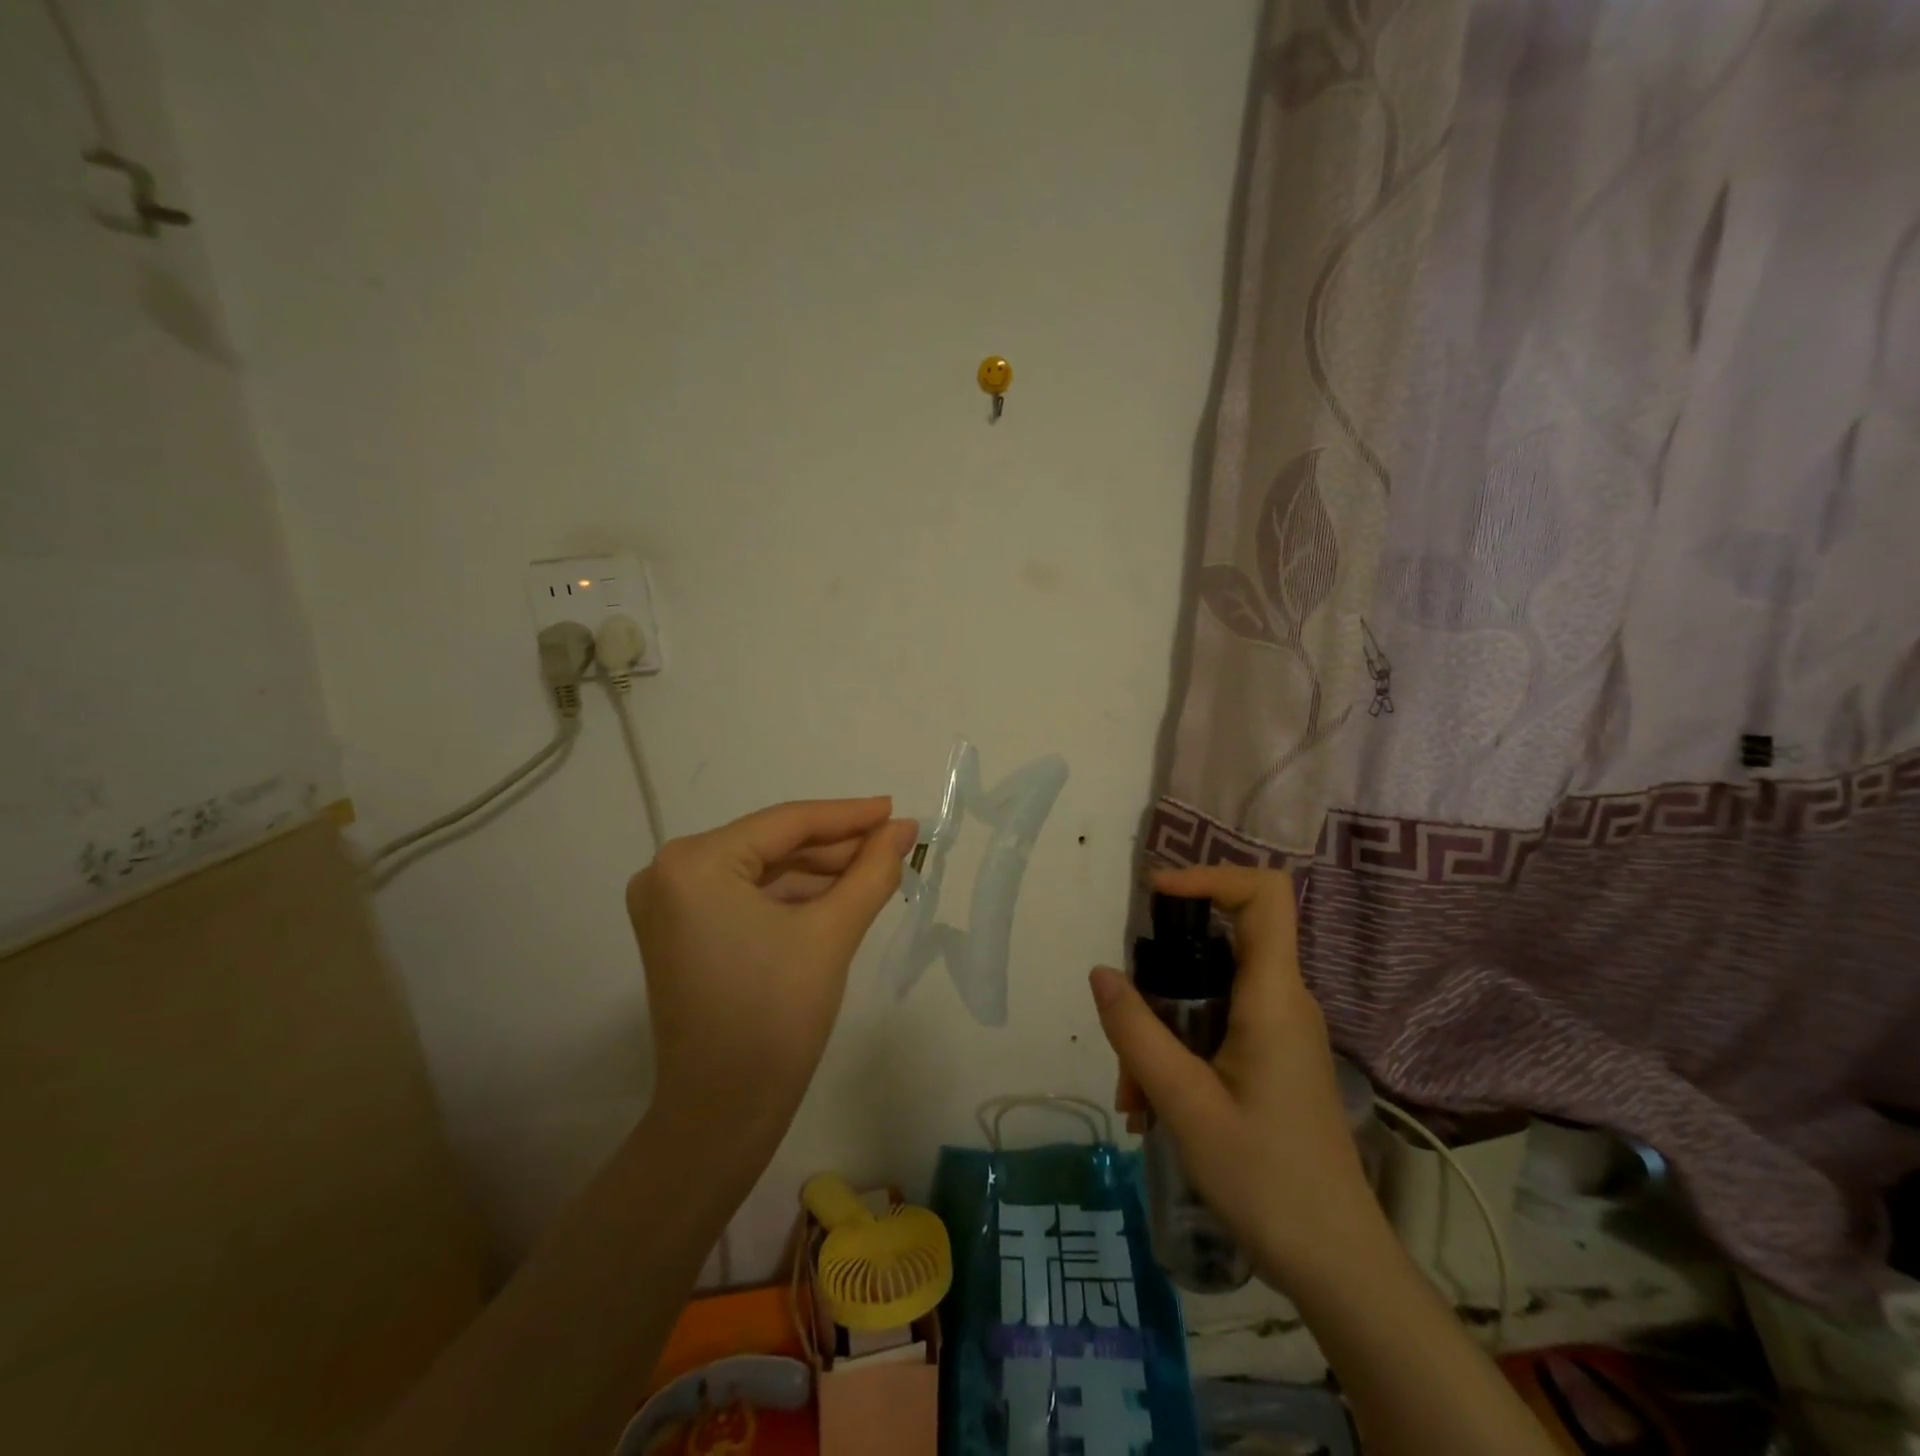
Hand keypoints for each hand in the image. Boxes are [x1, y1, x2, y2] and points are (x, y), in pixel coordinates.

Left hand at [627, 797, 915, 1153]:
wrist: (722, 1115)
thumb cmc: (776, 1016)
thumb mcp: (832, 933)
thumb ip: (872, 871)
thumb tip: (904, 829)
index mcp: (694, 863)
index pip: (786, 823)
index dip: (849, 815)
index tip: (896, 810)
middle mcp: (669, 872)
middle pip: (772, 844)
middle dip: (837, 847)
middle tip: (896, 843)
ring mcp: (670, 904)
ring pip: (763, 871)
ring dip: (818, 872)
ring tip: (877, 869)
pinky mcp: (681, 932)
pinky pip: (747, 897)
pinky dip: (792, 897)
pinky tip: (839, 896)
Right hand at [1089, 864, 1384, 1290]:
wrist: (1338, 1266)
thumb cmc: (1266, 1179)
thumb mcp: (1185, 1104)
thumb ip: (1136, 1033)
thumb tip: (1101, 972)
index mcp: (1273, 996)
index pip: (1263, 894)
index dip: (1209, 876)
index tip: (1154, 898)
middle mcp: (1283, 1001)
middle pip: (1219, 944)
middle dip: (1161, 976)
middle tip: (1124, 1030)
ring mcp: (1281, 1032)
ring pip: (1209, 993)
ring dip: (1161, 1029)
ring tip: (1134, 1098)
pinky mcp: (1275, 1060)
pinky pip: (1218, 1027)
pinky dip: (1178, 1050)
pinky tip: (1153, 1109)